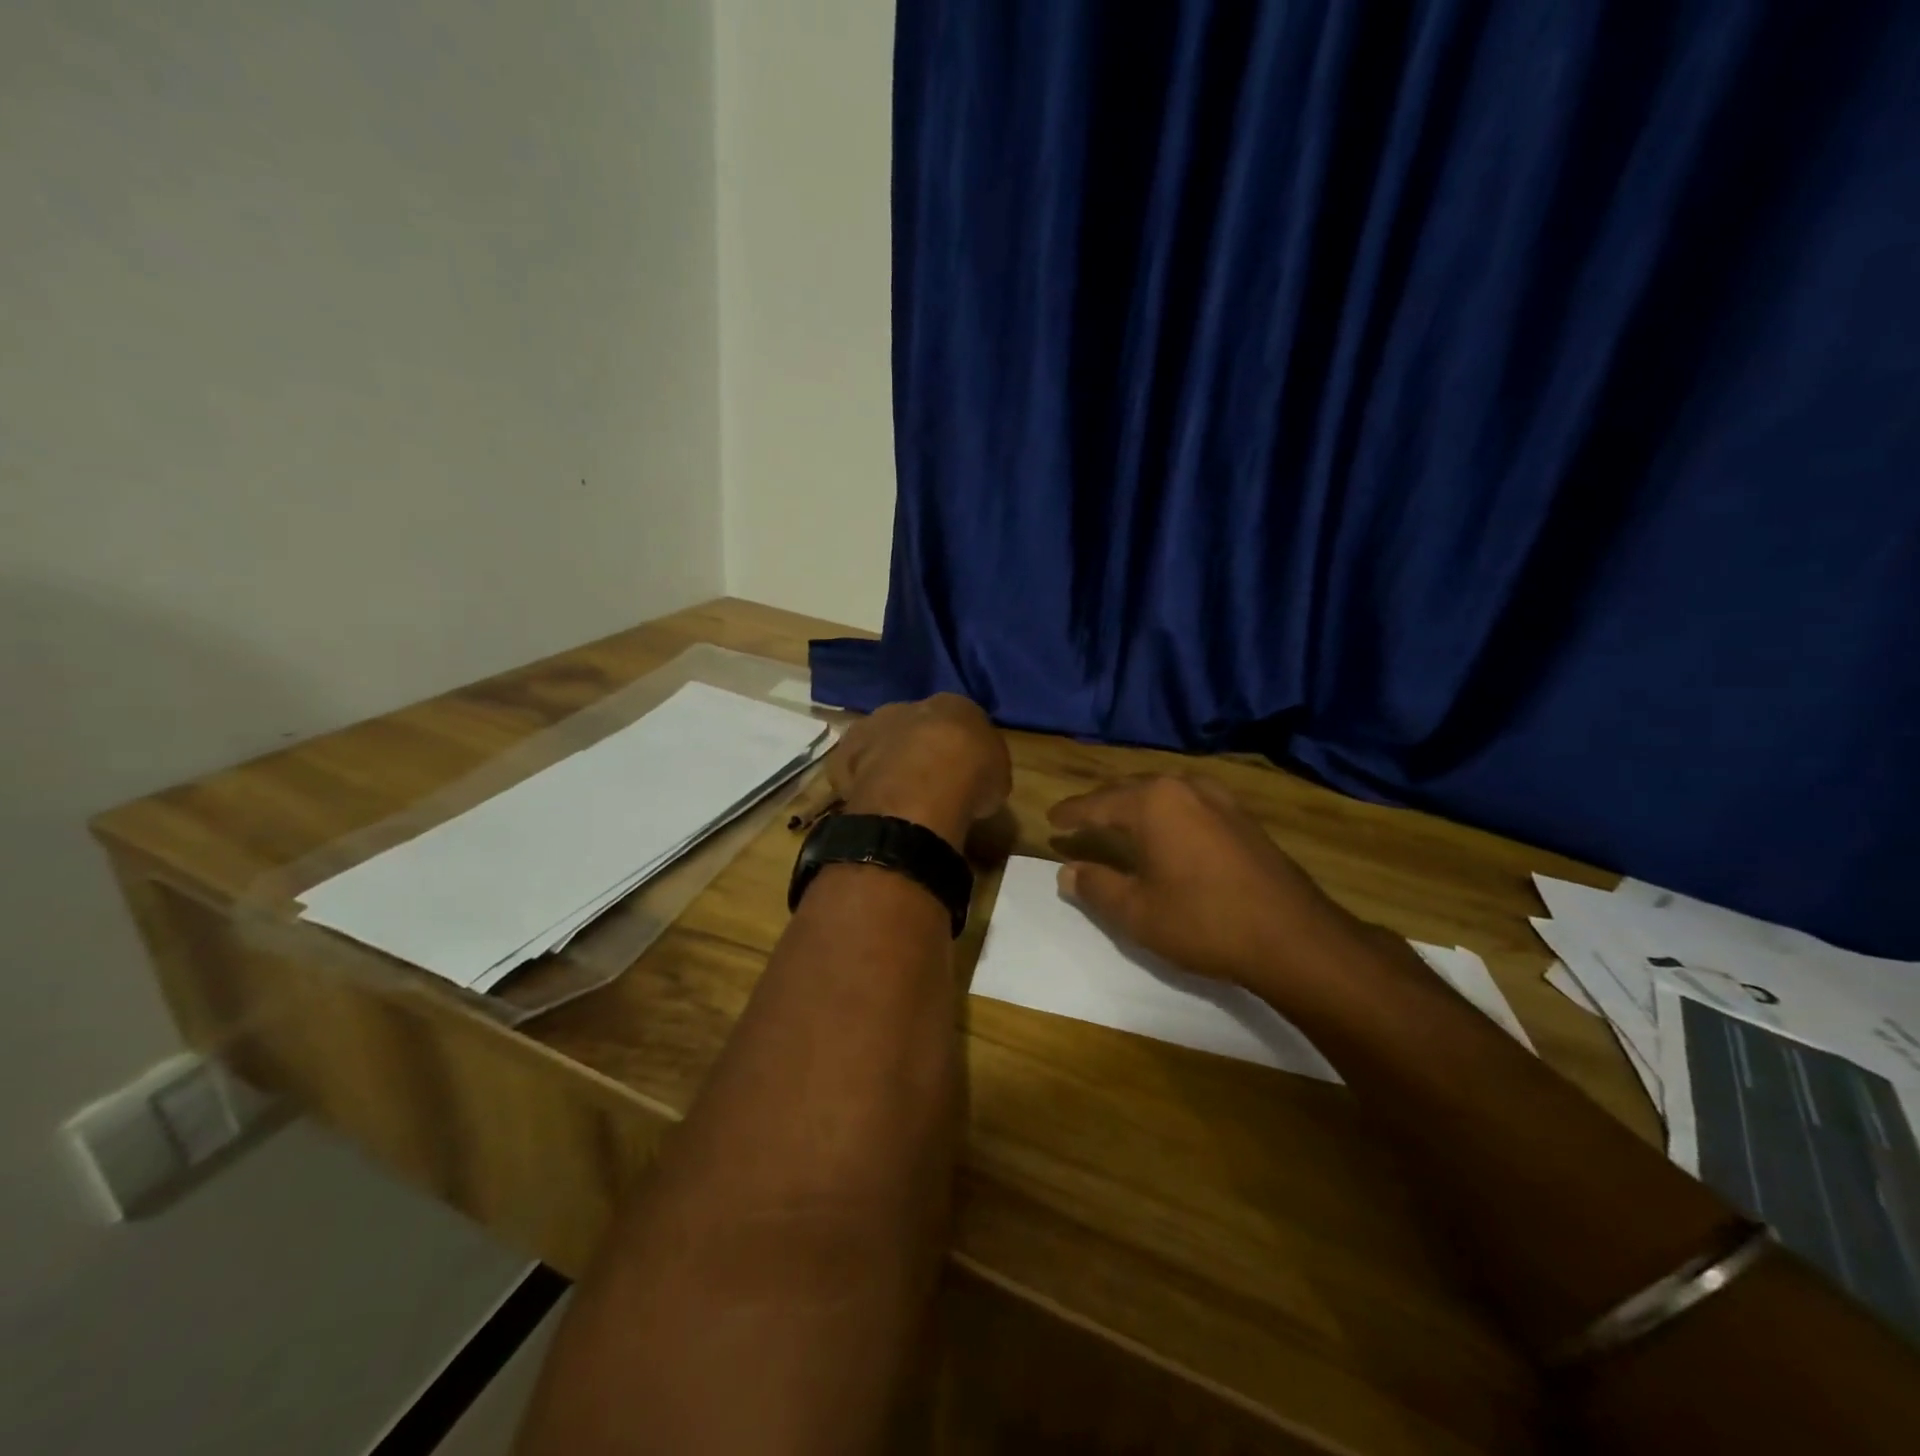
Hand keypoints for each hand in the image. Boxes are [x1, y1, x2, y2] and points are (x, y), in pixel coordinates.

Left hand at [829, 695, 1011, 849]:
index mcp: (954, 704)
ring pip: (880, 741)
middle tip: (928, 781)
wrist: (923, 788)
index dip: (957, 745)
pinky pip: (853, 766)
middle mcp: (910, 706)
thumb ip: (982, 768)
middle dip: (918, 747)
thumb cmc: (972, 777)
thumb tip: (974, 778)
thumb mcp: (997, 776)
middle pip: (914, 724)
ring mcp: (873, 727)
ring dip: (887, 762)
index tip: (960, 768)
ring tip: (897, 796)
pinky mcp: (845, 754)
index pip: (956, 718)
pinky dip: (859, 780)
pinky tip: (871, 802)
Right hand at [1048, 774, 1369, 1000]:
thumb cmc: (1204, 922)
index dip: (1072, 813)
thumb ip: (1096, 886)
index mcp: (1153, 802)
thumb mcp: (1137, 912)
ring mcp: (1219, 798)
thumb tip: (1066, 872)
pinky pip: (1189, 803)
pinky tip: (1166, 829)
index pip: (1098, 803)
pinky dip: (1166, 812)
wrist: (1294, 937)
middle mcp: (1184, 787)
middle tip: (1079, 819)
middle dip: (1102, 804)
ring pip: (1163, 793)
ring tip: (1117, 820)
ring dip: (1135, 805)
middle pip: (1130, 789)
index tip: (1051, 818)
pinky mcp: (1243, 816)